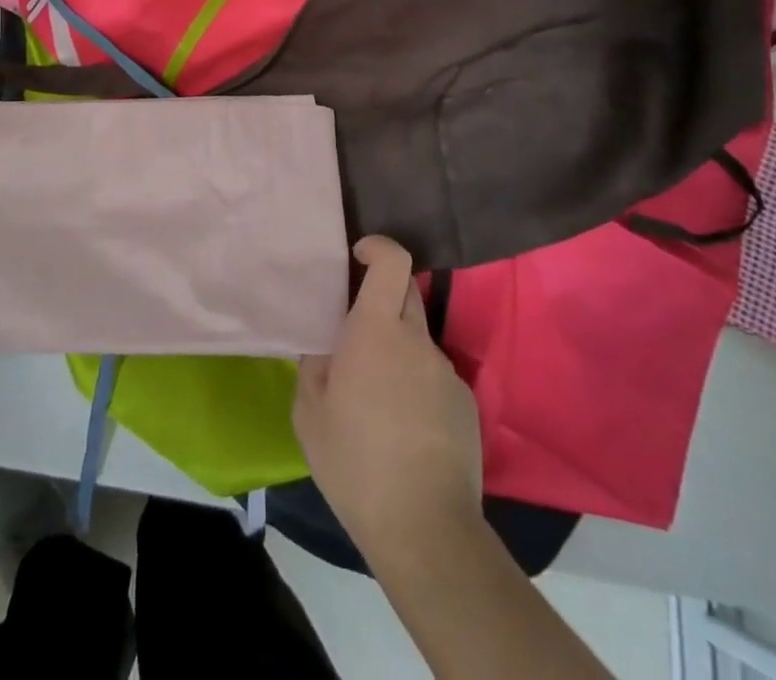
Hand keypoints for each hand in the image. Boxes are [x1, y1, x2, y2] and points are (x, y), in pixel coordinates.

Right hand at [292, 236, 483, 572]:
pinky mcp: (466, 404)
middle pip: (406, 292)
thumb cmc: (354, 461)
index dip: (378, 247)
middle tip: (355, 330)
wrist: (425, 529)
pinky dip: (416, 384)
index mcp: (376, 330)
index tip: (359, 255)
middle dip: (381, 296)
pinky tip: (404, 428)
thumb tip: (325, 342)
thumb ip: (315, 362)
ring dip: (397, 349)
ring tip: (376, 397)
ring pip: (417, 339)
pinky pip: (434, 376)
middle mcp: (417, 340)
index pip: (392, 262)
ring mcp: (446, 372)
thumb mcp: (309, 410)